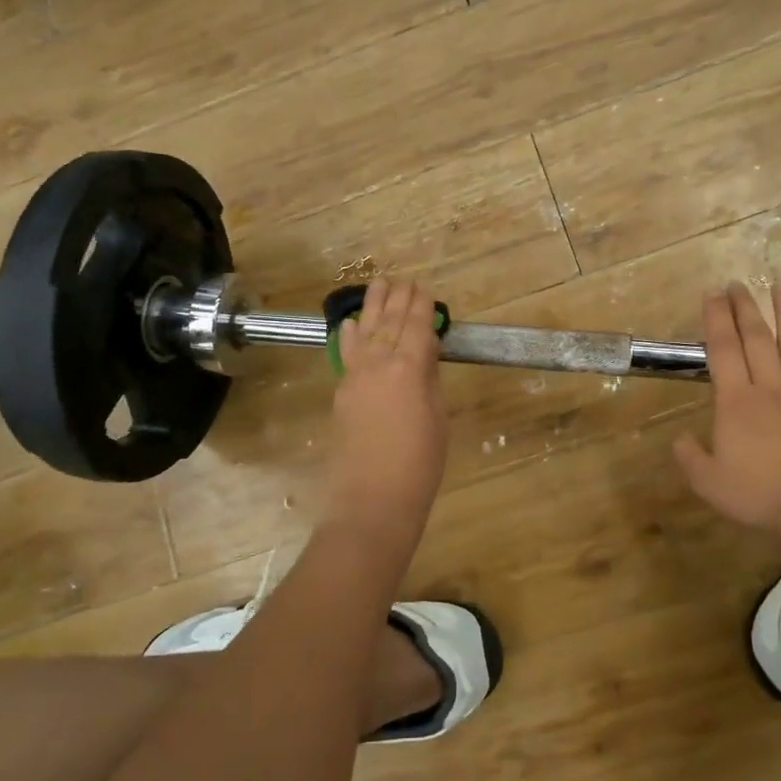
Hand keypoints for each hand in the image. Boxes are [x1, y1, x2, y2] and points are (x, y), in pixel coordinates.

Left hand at [325, 277, 449, 538]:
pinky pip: (347, 354)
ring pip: (367, 331)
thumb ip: (429, 382)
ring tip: (379, 284)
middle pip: (391, 323)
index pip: (417, 327)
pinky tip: (352, 323)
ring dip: (374, 307)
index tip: (425, 289)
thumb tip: (424, 357)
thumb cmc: (419, 465)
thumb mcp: (437, 419)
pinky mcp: (342, 393)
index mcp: (410, 368)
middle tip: (405, 280)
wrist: (372, 500)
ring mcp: (356, 377)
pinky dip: (351, 335)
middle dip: (399, 299)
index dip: (422, 307)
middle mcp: (380, 363)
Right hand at [674, 282, 780, 542]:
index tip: (712, 294)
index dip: (715, 319)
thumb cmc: (761, 496)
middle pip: (757, 338)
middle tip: (737, 282)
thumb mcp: (709, 483)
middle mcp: (770, 388)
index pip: (723, 350)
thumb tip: (680, 438)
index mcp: (736, 402)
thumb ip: (690, 458)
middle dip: (744, 307)